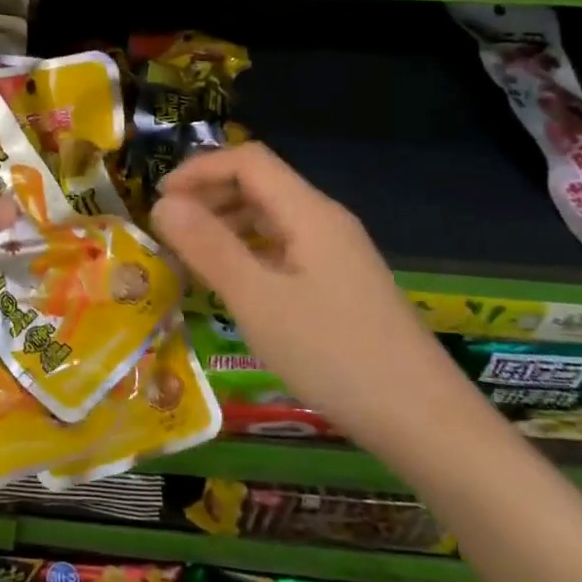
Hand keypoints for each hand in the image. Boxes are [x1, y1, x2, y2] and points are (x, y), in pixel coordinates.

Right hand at [150, 143, 479, 452]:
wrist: (423, 420)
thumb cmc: (332, 354)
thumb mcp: (257, 300)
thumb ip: (208, 247)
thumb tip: (162, 204)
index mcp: (310, 214)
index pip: (248, 162)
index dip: (199, 170)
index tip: (158, 200)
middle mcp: (325, 222)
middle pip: (260, 185)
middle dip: (208, 196)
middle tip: (168, 230)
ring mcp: (336, 253)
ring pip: (270, 218)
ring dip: (225, 225)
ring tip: (190, 257)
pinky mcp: (339, 283)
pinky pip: (283, 248)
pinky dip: (247, 252)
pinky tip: (231, 284)